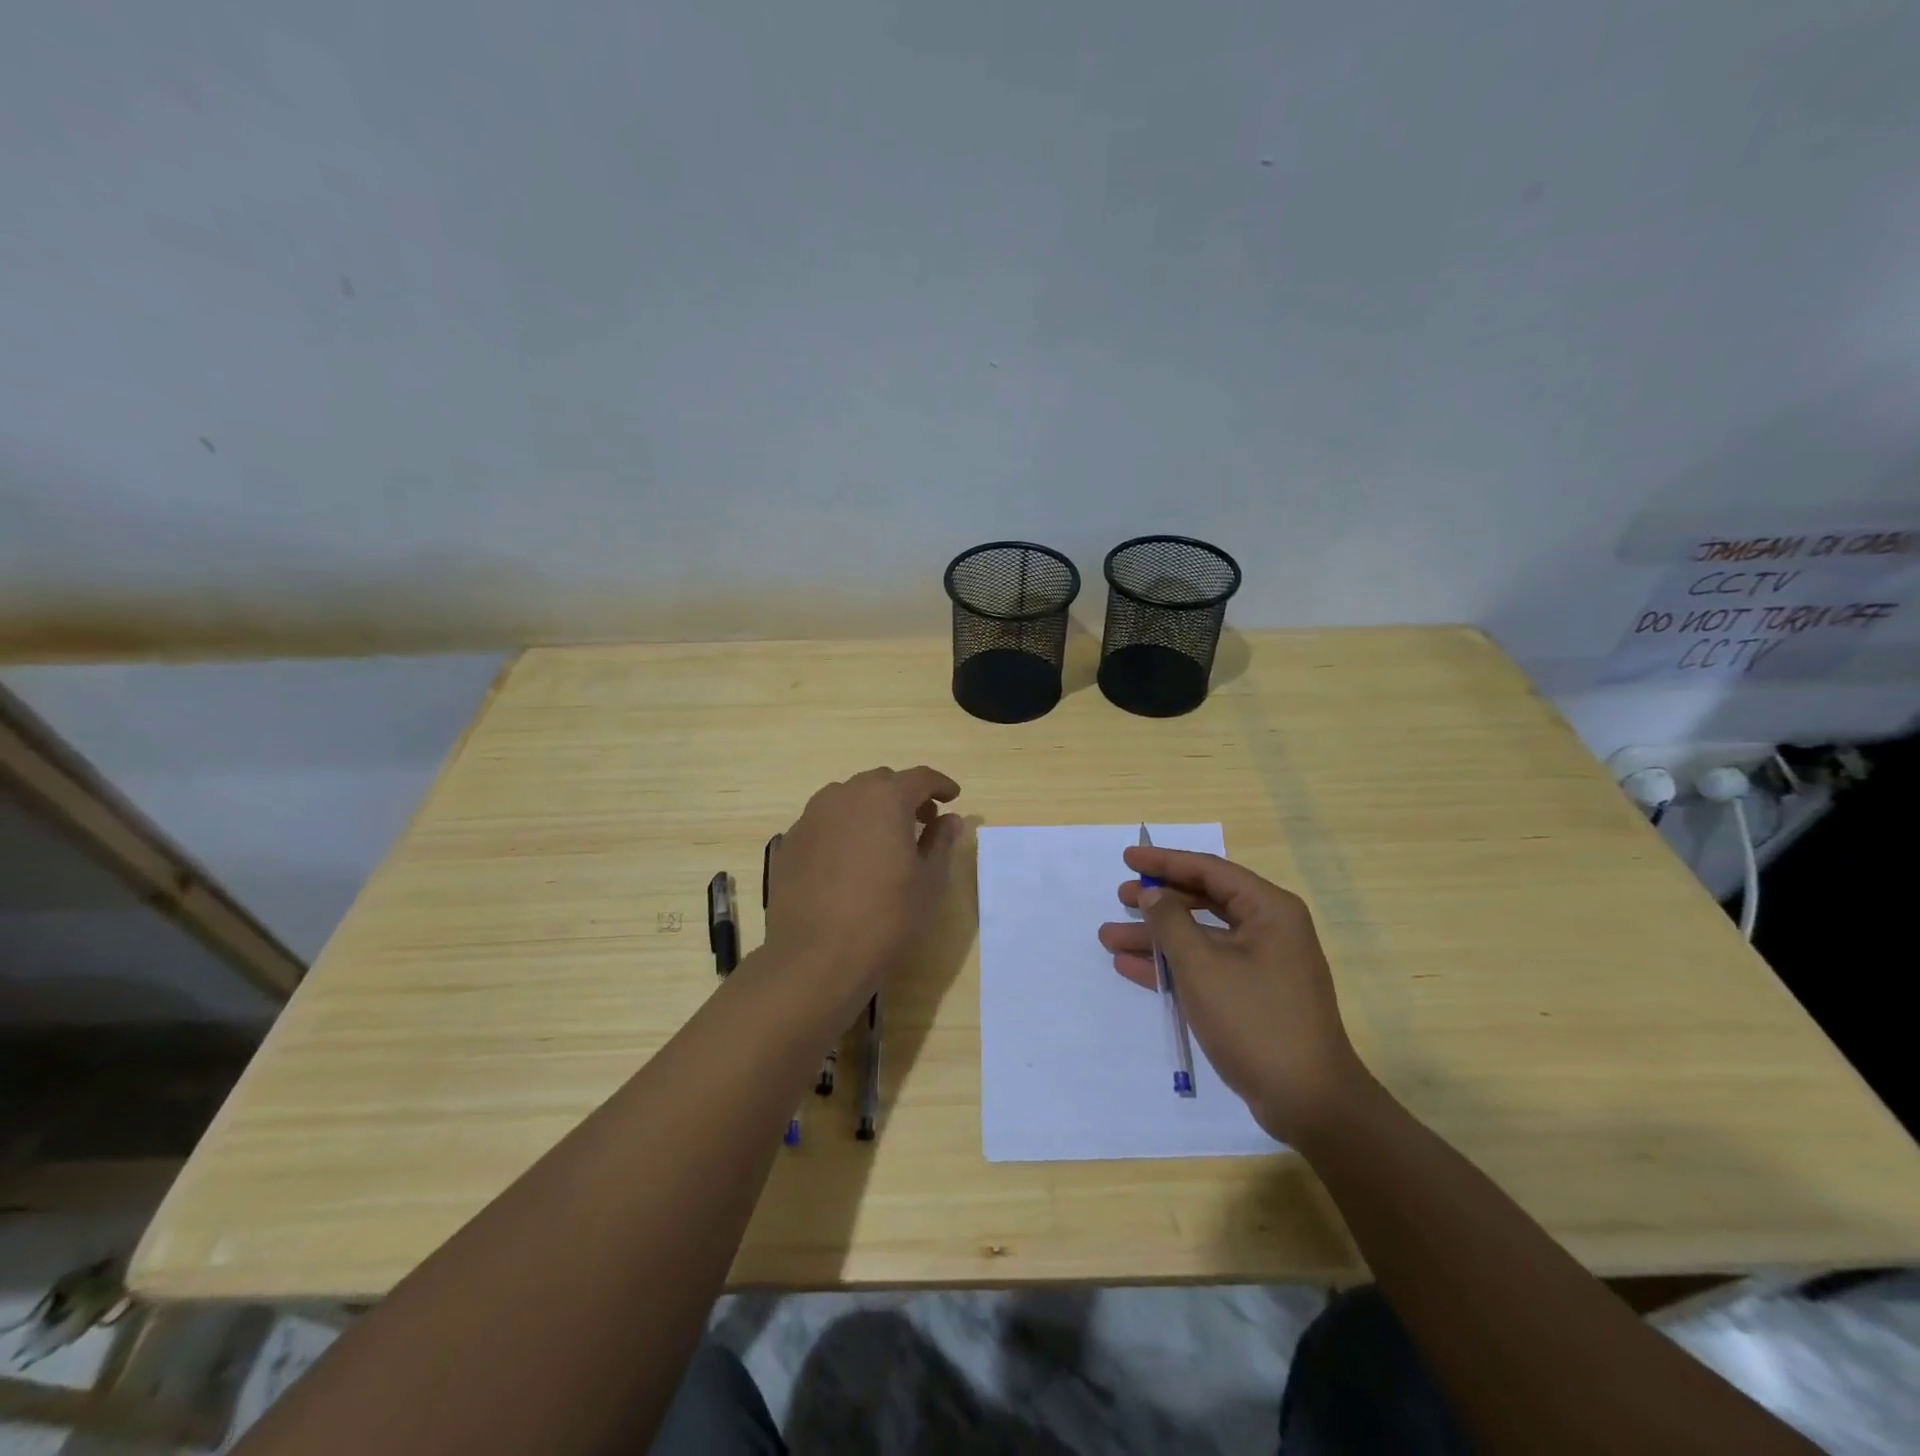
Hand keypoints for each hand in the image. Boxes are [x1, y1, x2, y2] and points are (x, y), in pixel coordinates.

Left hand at [765, 767, 963, 1015]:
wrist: (815, 959)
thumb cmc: (886, 918)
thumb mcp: (929, 882)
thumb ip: (940, 842)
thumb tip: (948, 819)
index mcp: (884, 798)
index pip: (919, 777)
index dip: (940, 785)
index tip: (952, 797)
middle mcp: (844, 796)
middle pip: (880, 783)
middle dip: (904, 796)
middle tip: (922, 822)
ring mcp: (810, 818)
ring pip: (847, 799)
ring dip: (870, 810)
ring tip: (883, 841)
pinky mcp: (789, 843)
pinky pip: (824, 824)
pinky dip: (843, 830)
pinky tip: (849, 862)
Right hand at [1098, 847, 1365, 1145]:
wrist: (1308, 1102)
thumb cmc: (1255, 1020)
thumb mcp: (1202, 966)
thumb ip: (1171, 923)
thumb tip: (1153, 895)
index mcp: (1269, 910)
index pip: (1209, 871)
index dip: (1165, 862)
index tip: (1127, 858)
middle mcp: (1269, 929)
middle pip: (1204, 902)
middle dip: (1158, 903)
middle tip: (1120, 898)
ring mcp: (1262, 965)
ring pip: (1200, 938)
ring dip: (1156, 938)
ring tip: (1110, 938)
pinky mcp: (1253, 996)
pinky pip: (1207, 968)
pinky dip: (1173, 966)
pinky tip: (1133, 968)